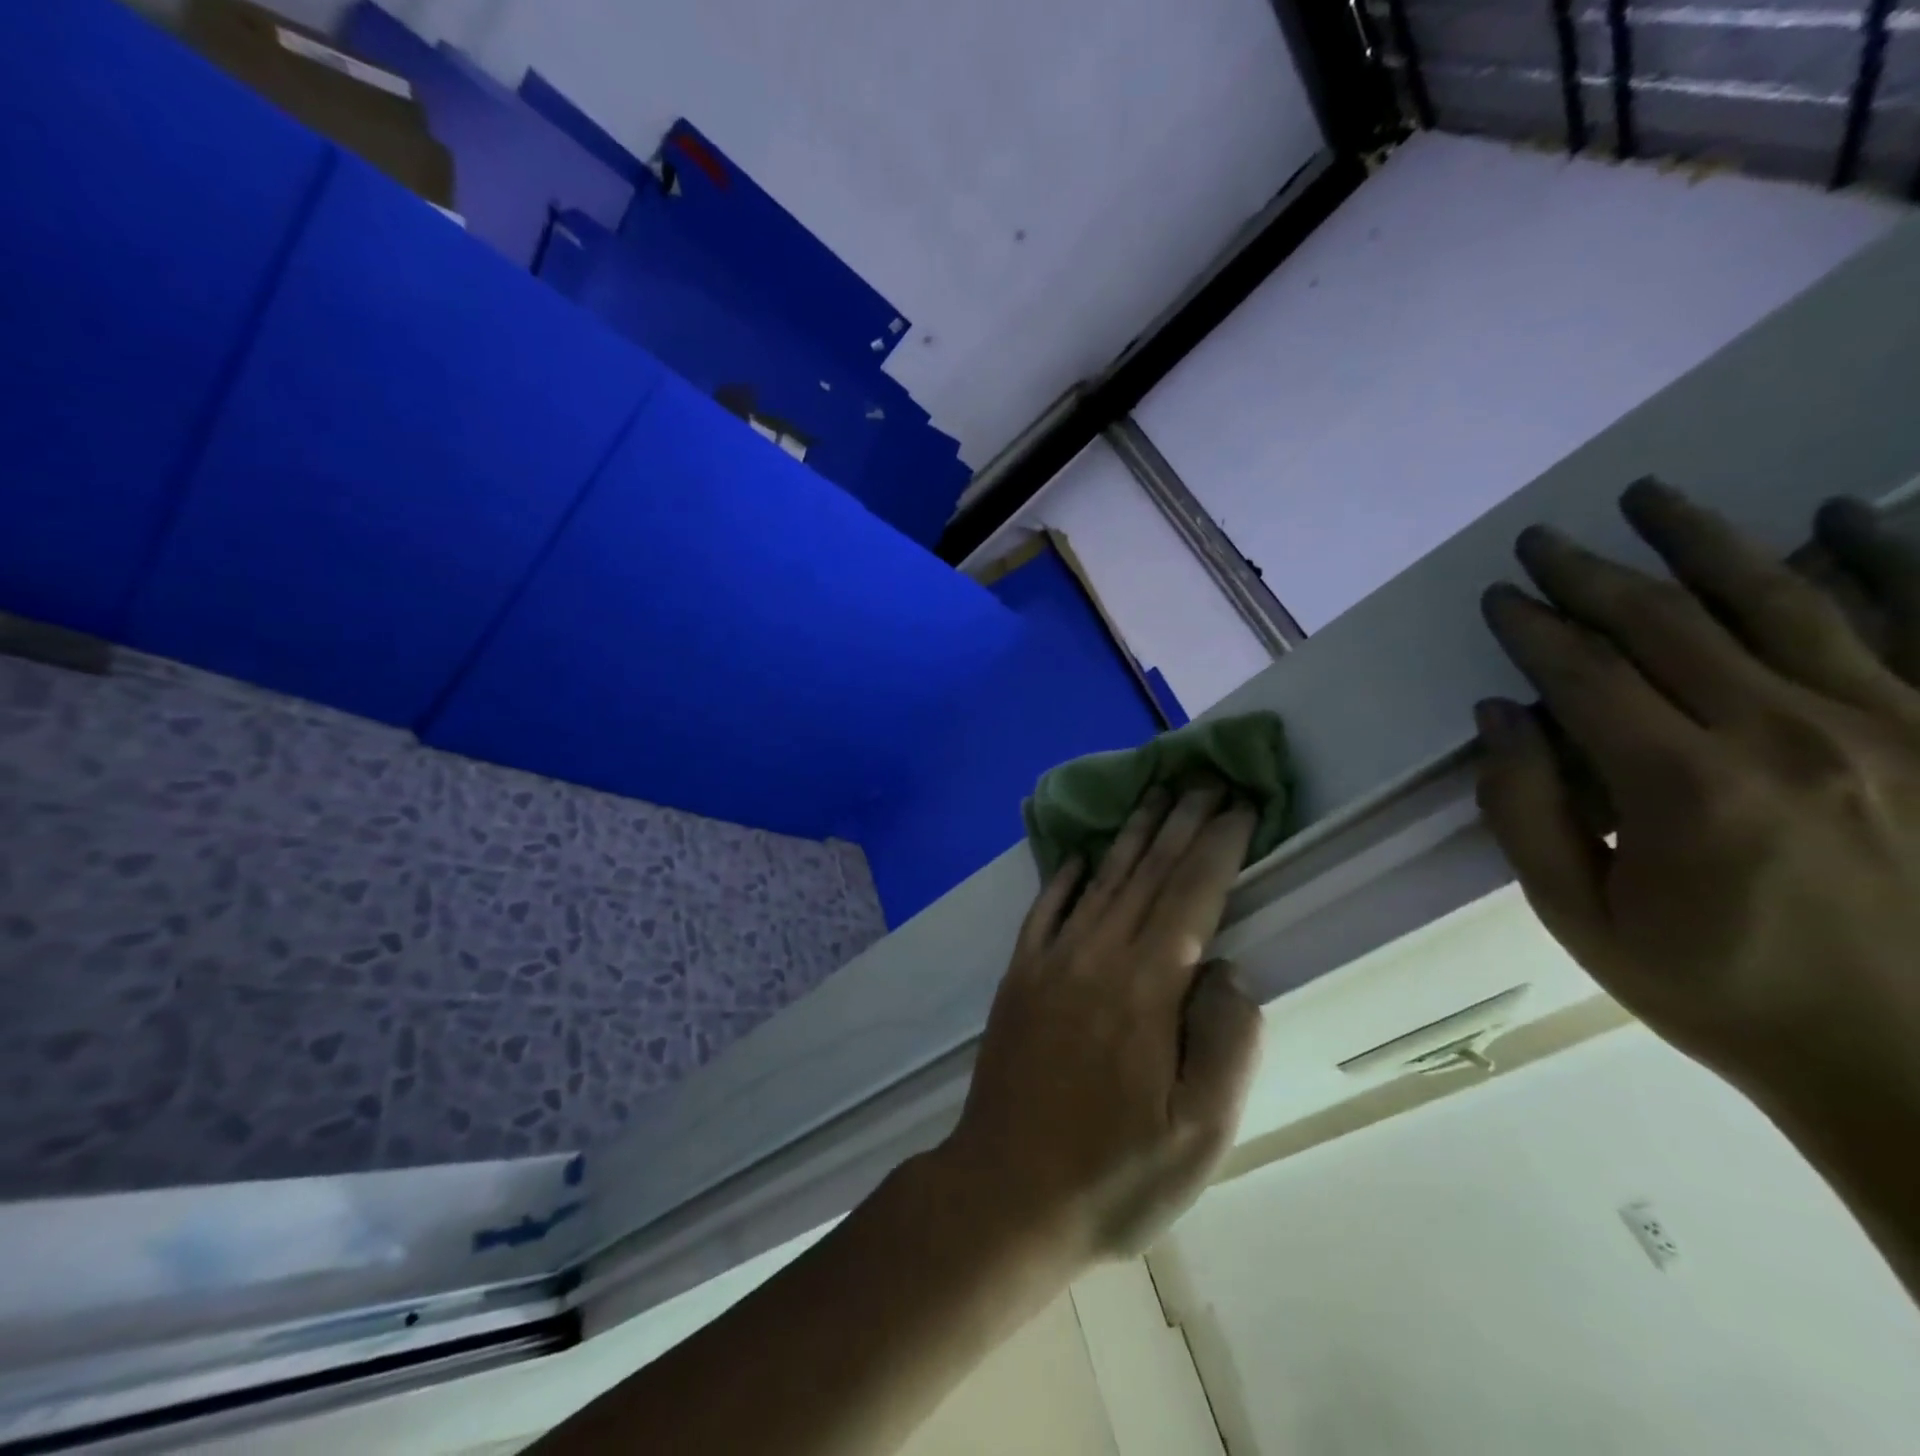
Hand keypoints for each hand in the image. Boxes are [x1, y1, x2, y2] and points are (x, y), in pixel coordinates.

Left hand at [936, 783, 1260, 1265]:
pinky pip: (1045, 909)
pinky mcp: (1018, 976)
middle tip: (1204, 778)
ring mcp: (1050, 961)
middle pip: (1148, 873)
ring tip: (1154, 795)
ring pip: (1100, 881)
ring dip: (1130, 835)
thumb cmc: (1113, 1173)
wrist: (1003, 1192)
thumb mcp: (1199, 1133)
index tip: (1242, 804)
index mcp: (1146, 986)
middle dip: (1181, 823)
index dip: (1220, 845)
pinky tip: (1076, 854)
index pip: (1192, 893)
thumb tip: (1225, 967)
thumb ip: (1226, 1040)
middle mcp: (1096, 954)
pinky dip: (1064, 876)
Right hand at [1474, 481, 1919, 1110]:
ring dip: (1703, 540)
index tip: (1499, 597)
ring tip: (1650, 497)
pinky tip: (1833, 516)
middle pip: (1668, 623)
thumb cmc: (1720, 992)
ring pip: (1780, 599)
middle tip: (1544, 538)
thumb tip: (1500, 718)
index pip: (1585, 675)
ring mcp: (1899, 723)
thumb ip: (1525, 813)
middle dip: (1591, 573)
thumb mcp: (1580, 919)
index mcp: (1687, 791)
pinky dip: (1881, 557)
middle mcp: (1792, 735)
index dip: (1533, 628)